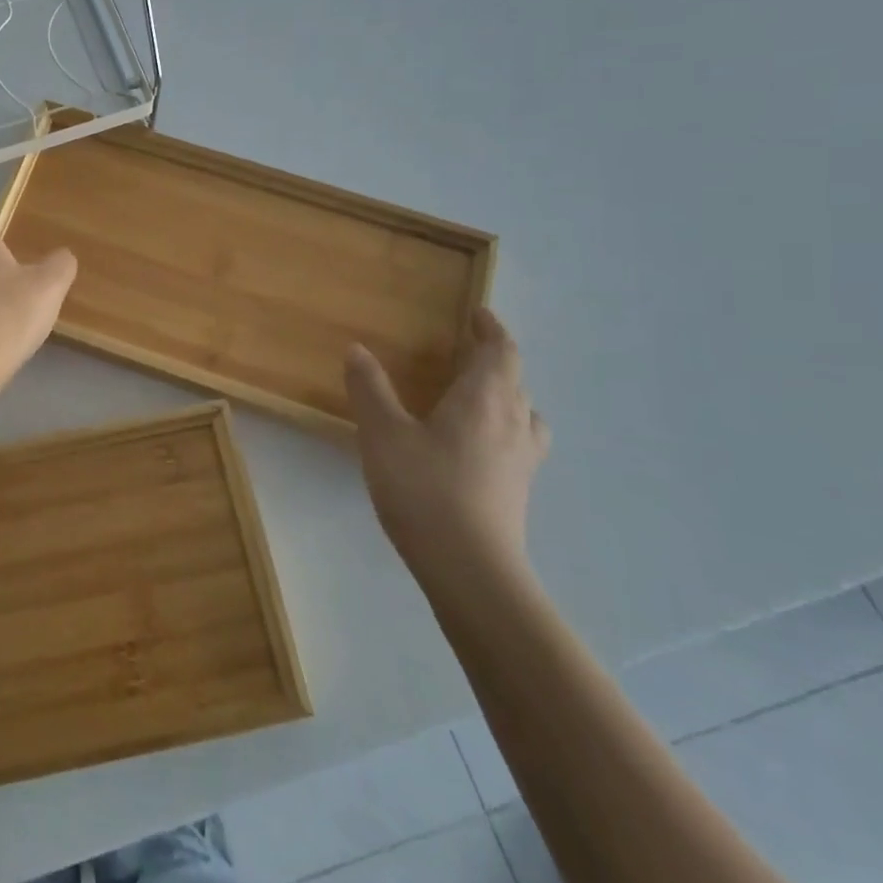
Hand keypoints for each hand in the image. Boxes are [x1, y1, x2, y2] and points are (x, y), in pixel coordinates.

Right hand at [345, 308, 548, 582]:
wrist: (470, 569)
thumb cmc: (424, 489)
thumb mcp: (383, 433)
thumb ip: (370, 389)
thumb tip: (357, 349)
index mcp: (484, 399)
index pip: (501, 352)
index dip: (492, 329)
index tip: (478, 313)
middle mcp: (512, 423)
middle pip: (516, 381)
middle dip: (495, 360)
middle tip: (467, 351)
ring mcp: (522, 461)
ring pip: (525, 414)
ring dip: (507, 396)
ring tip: (479, 397)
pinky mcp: (518, 492)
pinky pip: (520, 443)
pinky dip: (504, 429)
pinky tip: (478, 447)